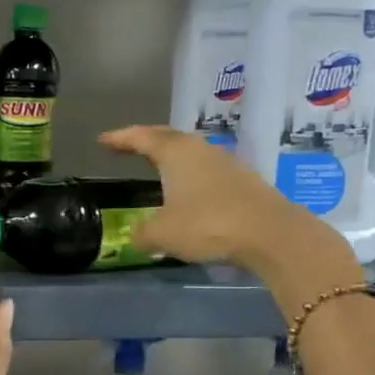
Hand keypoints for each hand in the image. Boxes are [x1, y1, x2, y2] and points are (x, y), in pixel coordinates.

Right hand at [99, 125, 361, 281]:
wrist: (270, 234)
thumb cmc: (208, 225)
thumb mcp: (163, 234)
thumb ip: (143, 234)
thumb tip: (136, 236)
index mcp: (176, 153)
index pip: (142, 138)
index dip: (121, 139)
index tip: (103, 140)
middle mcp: (200, 150)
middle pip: (168, 138)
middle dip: (145, 141)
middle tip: (127, 147)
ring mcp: (226, 163)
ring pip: (191, 153)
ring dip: (172, 158)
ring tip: (157, 168)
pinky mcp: (244, 181)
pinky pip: (207, 171)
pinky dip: (191, 176)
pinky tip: (188, 192)